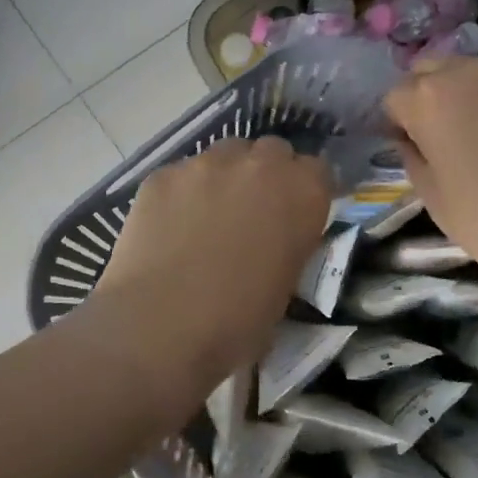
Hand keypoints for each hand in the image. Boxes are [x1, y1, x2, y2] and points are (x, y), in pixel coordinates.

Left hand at [95, 137, 330, 406]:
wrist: (160, 327)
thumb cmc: (236, 324)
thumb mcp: (284, 289)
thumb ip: (287, 248)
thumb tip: (273, 244)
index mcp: (302, 194)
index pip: (318, 170)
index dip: (305, 190)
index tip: (296, 213)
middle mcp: (259, 166)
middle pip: (273, 151)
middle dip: (267, 174)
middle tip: (253, 211)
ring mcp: (206, 164)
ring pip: (225, 154)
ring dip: (226, 176)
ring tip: (208, 214)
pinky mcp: (163, 174)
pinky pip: (182, 173)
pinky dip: (183, 192)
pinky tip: (170, 225)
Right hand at [384, 57, 477, 297]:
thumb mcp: (437, 202)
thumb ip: (414, 160)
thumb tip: (412, 141)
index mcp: (431, 99)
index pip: (395, 97)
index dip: (398, 125)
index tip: (414, 152)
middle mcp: (471, 72)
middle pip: (432, 71)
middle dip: (429, 98)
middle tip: (446, 141)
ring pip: (477, 73)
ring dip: (470, 97)